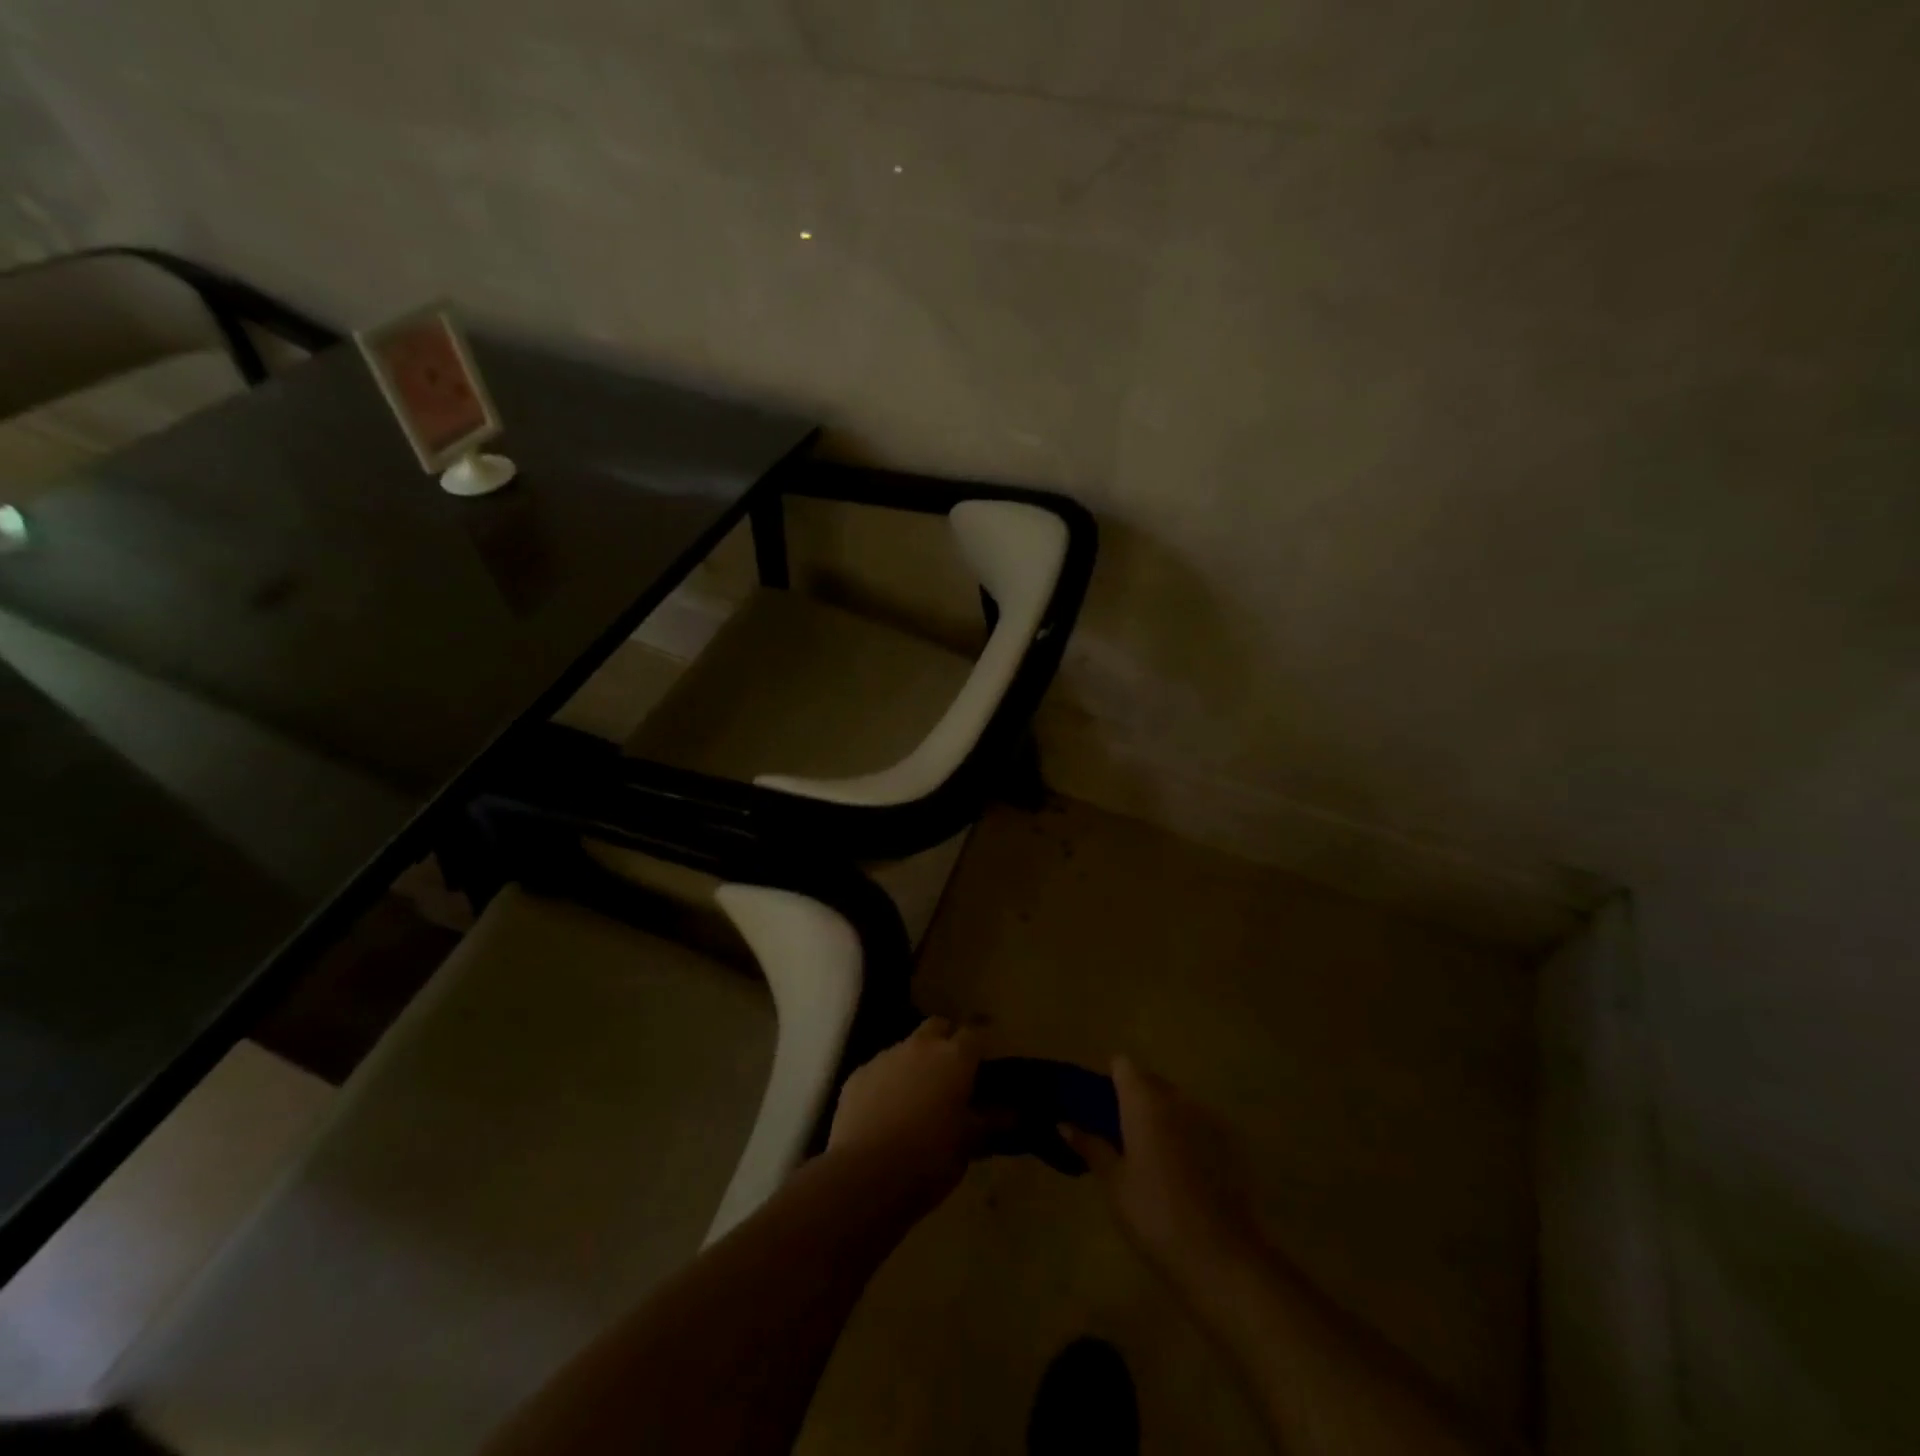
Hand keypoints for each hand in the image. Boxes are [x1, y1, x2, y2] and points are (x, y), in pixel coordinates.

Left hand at [828, 1018, 987, 1205]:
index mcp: (954, 1058)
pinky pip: (879, 1069)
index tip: (984, 1058)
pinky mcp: (857, 1075)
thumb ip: (990, 1122)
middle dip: (946, 1040)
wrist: (865, 1176)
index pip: (975, 1032)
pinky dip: (887, 1082)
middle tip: (951, 1071)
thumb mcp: (968, 1145)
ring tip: (916, 1097)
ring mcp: (885, 1057)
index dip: (981, 1042)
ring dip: (915, 1062)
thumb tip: (1013, 1112)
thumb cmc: (929, 1159)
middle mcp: (920, 1046)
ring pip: (906, 1046)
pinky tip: (886, 1112)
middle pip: (937, 1026)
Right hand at [1063, 1057, 1264, 1283]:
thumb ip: (1091, 1146)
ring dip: (1161, 1116)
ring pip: (1176, 1102)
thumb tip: (1064, 1123)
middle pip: (1150, 1081)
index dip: (1110, 1079)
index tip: (1100, 1106)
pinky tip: (1182, 1173)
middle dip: (1134, 1098)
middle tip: (1120, 1134)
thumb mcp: (1114, 1183)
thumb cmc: (1154, 1214)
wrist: (1221, 1257)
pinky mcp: (1229, 1143)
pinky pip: (1198, 1124)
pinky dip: (1186, 1136)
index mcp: (1144, 1101)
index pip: (1123, 1065)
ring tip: (1150, 1155)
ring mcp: (1207, 1118)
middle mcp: (1177, 1099)